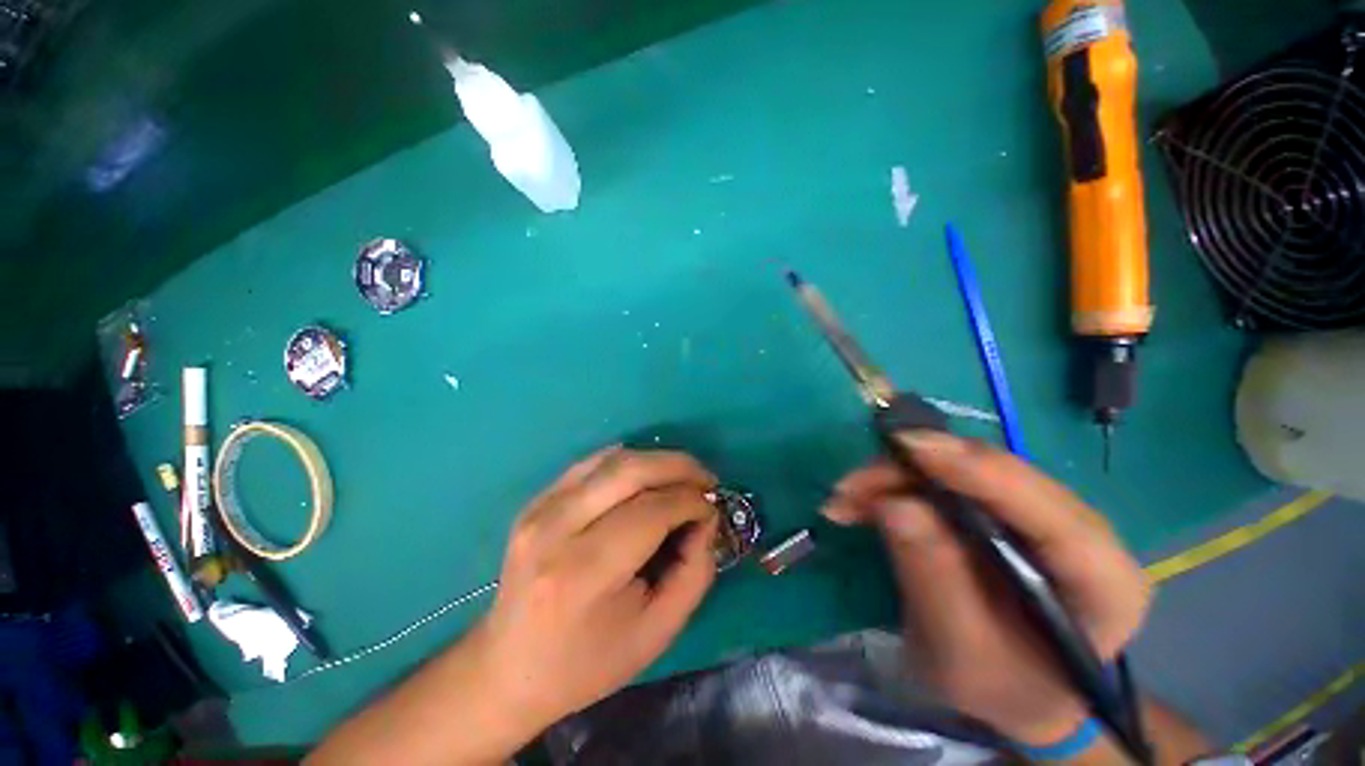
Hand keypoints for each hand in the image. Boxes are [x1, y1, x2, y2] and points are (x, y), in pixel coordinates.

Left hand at [471, 447, 720, 734]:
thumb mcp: (657, 631)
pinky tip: (647, 476)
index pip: (651, 511)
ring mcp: (540, 508)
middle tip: (705, 479)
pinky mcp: (536, 500)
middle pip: (630, 471)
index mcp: (583, 572)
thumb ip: (694, 571)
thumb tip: (704, 518)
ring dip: (657, 460)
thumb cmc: (587, 662)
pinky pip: (592, 463)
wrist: (508, 668)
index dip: (691, 502)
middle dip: (679, 466)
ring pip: (613, 459)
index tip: (712, 509)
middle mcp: (556, 528)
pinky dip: (628, 462)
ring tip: (683, 477)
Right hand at [823, 433, 1148, 745]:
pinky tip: (862, 502)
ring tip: (846, 499)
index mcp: (1101, 582)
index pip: (1048, 511)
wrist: (1019, 687)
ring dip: (897, 475)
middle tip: (849, 488)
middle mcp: (1081, 530)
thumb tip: (895, 505)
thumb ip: (936, 583)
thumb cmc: (1002, 687)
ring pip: (962, 466)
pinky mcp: (1004, 505)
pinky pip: (946, 476)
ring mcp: (1041, 511)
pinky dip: (898, 483)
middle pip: (993, 473)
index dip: (976, 470)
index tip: (908, 448)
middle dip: (912, 470)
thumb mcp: (961, 655)